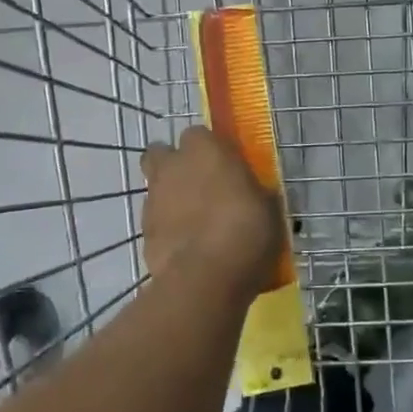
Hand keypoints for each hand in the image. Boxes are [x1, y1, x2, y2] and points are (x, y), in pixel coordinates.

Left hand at [141, 126, 283, 294]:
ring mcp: (154, 198)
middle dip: (174, 163)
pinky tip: (186, 245)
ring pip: (155, 186)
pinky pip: (156, 220)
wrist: (206, 277)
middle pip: (161, 152)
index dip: (209, 149)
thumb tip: (254, 193)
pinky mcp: (144, 231)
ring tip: (194, 220)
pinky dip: (167, 227)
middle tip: (199, 183)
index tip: (224, 165)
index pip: (198, 134)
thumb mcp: (268, 207)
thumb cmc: (247, 230)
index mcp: (205, 149)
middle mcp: (173, 166)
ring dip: (170, 196)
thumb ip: (254, 192)